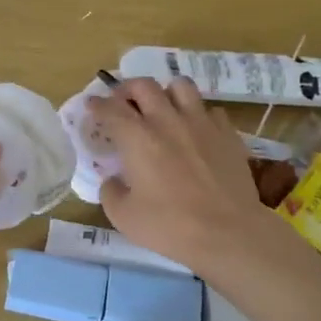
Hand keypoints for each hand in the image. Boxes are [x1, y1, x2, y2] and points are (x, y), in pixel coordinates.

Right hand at [87, 78, 279, 271]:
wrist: (228, 233)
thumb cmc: (170, 226)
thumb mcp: (123, 217)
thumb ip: (110, 192)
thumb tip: (113, 180)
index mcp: (138, 138)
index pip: (111, 109)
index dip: (98, 104)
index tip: (92, 105)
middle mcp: (167, 121)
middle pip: (144, 86)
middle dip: (127, 90)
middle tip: (123, 103)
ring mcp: (201, 123)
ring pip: (180, 86)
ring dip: (165, 92)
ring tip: (162, 108)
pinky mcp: (227, 133)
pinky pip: (210, 110)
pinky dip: (197, 114)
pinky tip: (195, 130)